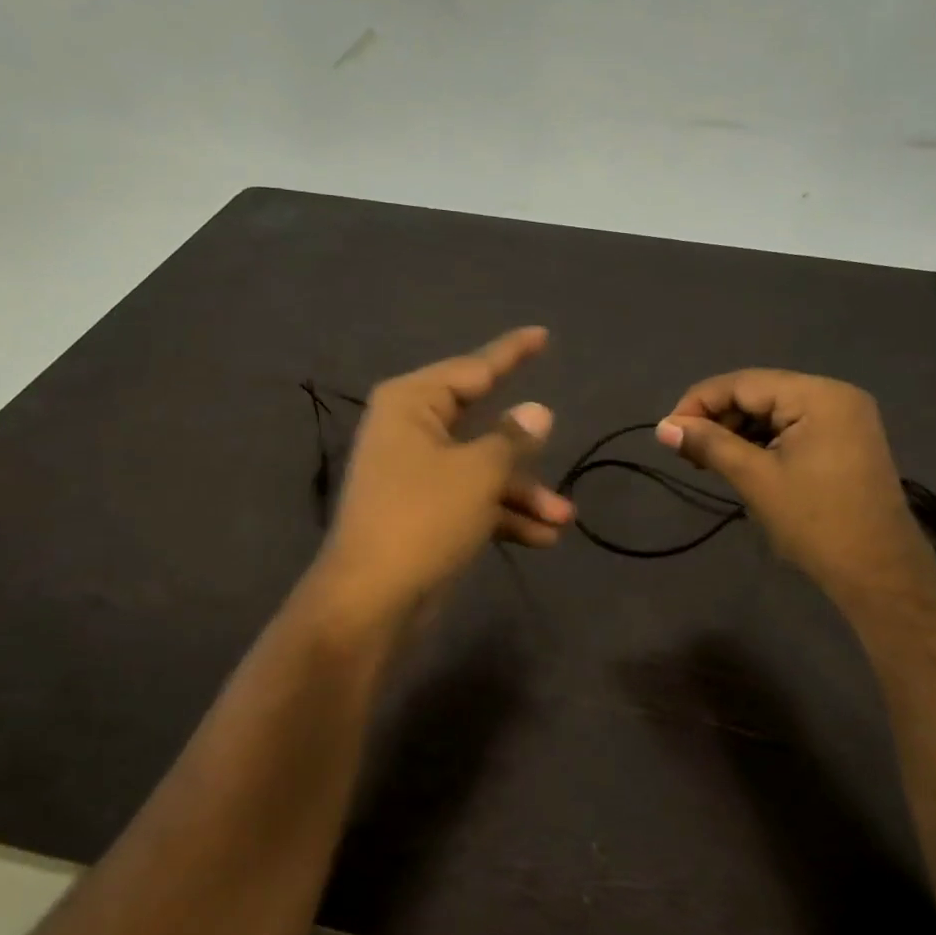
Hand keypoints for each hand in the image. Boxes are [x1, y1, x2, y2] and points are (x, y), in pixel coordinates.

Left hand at [318, 327, 573, 619]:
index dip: (511, 353)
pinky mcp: (422, 513)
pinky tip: (542, 538)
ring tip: (564, 518)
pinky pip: (471, 501)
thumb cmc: (423, 518)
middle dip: (524, 447)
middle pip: (480, 423)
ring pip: (481, 469)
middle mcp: (410, 431)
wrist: (371, 599)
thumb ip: (512, 438)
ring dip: (522, 492)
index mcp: (412, 404)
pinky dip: (503, 516)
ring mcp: (415, 474)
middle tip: (560, 439)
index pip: (473, 368)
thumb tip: (538, 412)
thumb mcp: (478, 473)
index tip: (541, 334)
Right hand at [654, 370, 935, 607]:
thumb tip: (662, 427)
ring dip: (736, 432)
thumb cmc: (815, 523)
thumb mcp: (755, 478)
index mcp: (818, 395)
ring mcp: (844, 418)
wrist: (878, 573)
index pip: (743, 383)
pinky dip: (761, 442)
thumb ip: (708, 444)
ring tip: (707, 461)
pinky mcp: (844, 441)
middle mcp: (835, 395)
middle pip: (759, 393)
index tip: (667, 432)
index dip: (699, 403)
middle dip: (717, 418)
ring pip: (773, 411)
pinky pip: (792, 428)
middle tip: (686, 452)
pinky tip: (739, 462)